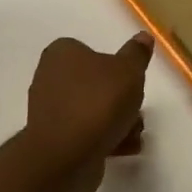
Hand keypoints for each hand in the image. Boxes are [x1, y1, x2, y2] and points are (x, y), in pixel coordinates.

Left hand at [23, 32, 152, 191]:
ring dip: (117, 121)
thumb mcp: (128, 71)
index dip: (114, 66)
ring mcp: (50, 110)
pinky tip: (124, 148)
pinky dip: (105, 138)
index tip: (130, 82)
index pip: (90, 51)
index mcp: (61, 54)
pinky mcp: (54, 139)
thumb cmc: (98, 103)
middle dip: (119, 99)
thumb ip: (136, 54)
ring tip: (133, 133)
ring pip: (92, 110)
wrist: (68, 155)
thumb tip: (143, 36)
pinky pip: (85, 132)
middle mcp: (49, 78)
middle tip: (135, 110)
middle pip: (94, 84)